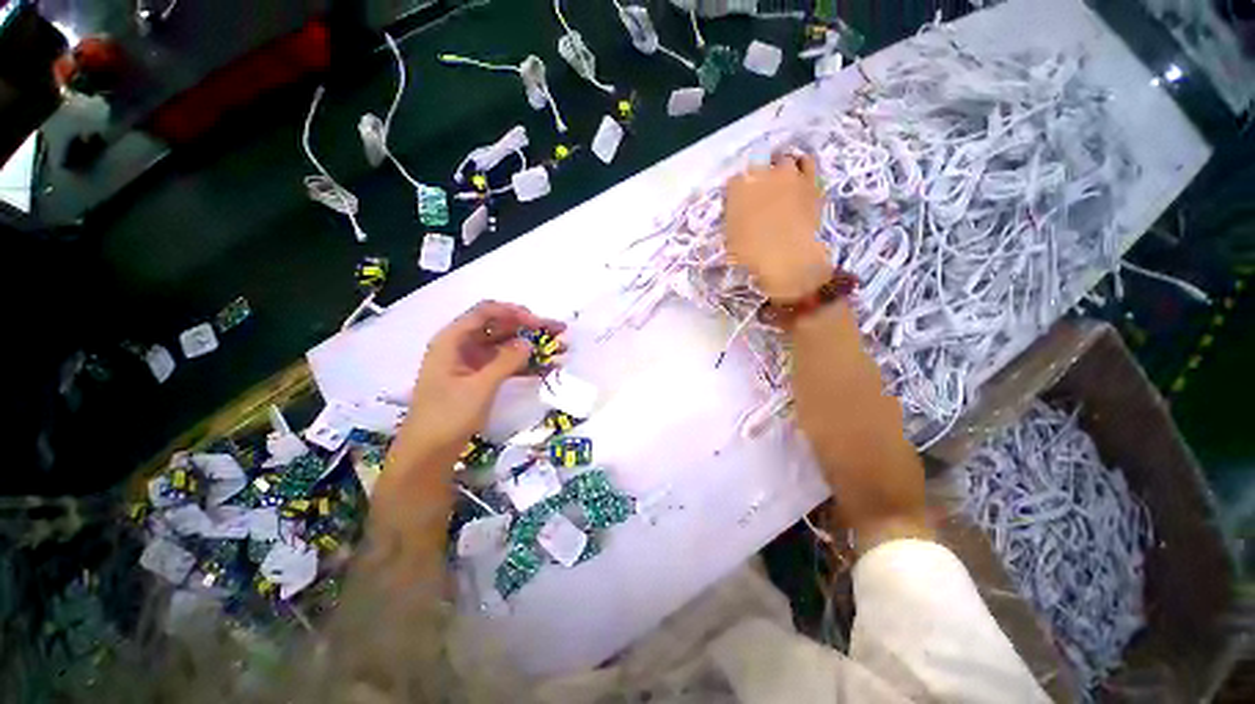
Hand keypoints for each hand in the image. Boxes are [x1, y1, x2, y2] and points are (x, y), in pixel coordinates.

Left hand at [401, 301, 565, 463]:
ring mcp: (472, 362)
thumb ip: (506, 361)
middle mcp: (462, 345)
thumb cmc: (447, 416)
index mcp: (453, 340)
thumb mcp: (479, 387)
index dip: (514, 313)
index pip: (486, 312)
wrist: (428, 453)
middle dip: (530, 328)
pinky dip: (525, 364)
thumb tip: (529, 342)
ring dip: (532, 346)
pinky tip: (547, 367)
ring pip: (506, 345)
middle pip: (500, 327)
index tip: (539, 323)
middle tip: (559, 332)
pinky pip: (506, 363)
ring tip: (560, 350)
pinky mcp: (480, 378)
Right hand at [724, 154, 830, 300]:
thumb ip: (733, 220)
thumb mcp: (731, 240)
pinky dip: (800, 166)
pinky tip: (798, 175)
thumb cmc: (752, 255)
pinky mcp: (810, 180)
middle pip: (757, 166)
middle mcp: (761, 174)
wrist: (789, 260)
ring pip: (782, 160)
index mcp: (738, 189)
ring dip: (779, 170)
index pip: (734, 182)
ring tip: (779, 183)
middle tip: (758, 194)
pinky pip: (806, 162)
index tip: (739, 203)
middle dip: (756, 178)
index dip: (737, 193)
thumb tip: (736, 215)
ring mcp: (787, 175)